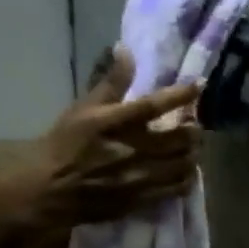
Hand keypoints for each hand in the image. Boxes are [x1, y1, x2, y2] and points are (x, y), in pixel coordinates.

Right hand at [9, 47, 201, 229]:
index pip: (153, 104)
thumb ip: (111, 82)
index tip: (200, 85)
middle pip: (180, 138)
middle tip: (194, 124)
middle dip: (194, 129)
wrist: (48, 189)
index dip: (181, 94)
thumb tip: (125, 49)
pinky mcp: (143, 198)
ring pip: (184, 163)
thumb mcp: (84, 108)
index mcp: (112, 123)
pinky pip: (178, 187)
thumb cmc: (67, 143)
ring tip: (192, 146)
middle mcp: (130, 149)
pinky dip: (188, 176)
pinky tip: (185, 169)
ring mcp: (139, 176)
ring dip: (194, 152)